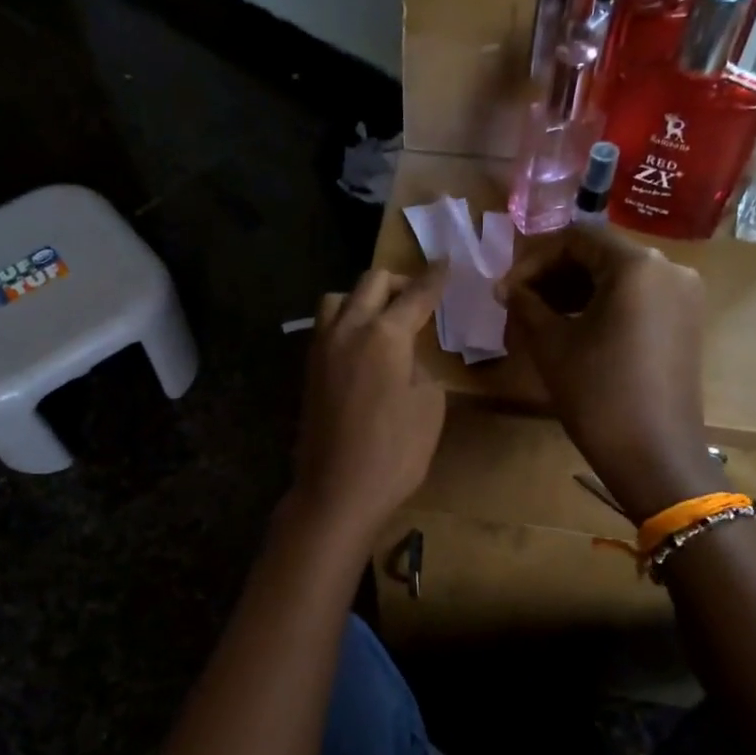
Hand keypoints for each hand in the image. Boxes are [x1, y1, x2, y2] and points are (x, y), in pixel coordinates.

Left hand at [291, 264, 449, 544]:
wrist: (337, 490)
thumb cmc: (394, 452)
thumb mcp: (428, 406)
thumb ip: (420, 367)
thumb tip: (405, 357)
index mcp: (384, 334)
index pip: (415, 294)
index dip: (435, 278)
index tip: (446, 264)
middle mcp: (347, 330)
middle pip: (371, 283)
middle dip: (398, 281)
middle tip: (419, 294)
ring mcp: (322, 348)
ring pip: (338, 299)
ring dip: (363, 297)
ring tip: (383, 318)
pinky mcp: (309, 370)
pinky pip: (326, 326)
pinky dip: (346, 321)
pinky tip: (362, 344)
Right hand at [497, 224, 717, 523]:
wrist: (654, 453)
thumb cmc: (598, 393)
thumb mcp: (551, 344)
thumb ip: (525, 304)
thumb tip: (505, 287)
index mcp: (636, 265)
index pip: (576, 239)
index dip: (533, 260)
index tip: (506, 291)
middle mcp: (669, 269)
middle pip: (599, 254)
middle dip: (553, 275)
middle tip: (519, 304)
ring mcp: (683, 296)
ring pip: (618, 277)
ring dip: (575, 291)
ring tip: (540, 319)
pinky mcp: (685, 322)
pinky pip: (637, 298)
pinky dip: (602, 305)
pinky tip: (574, 330)